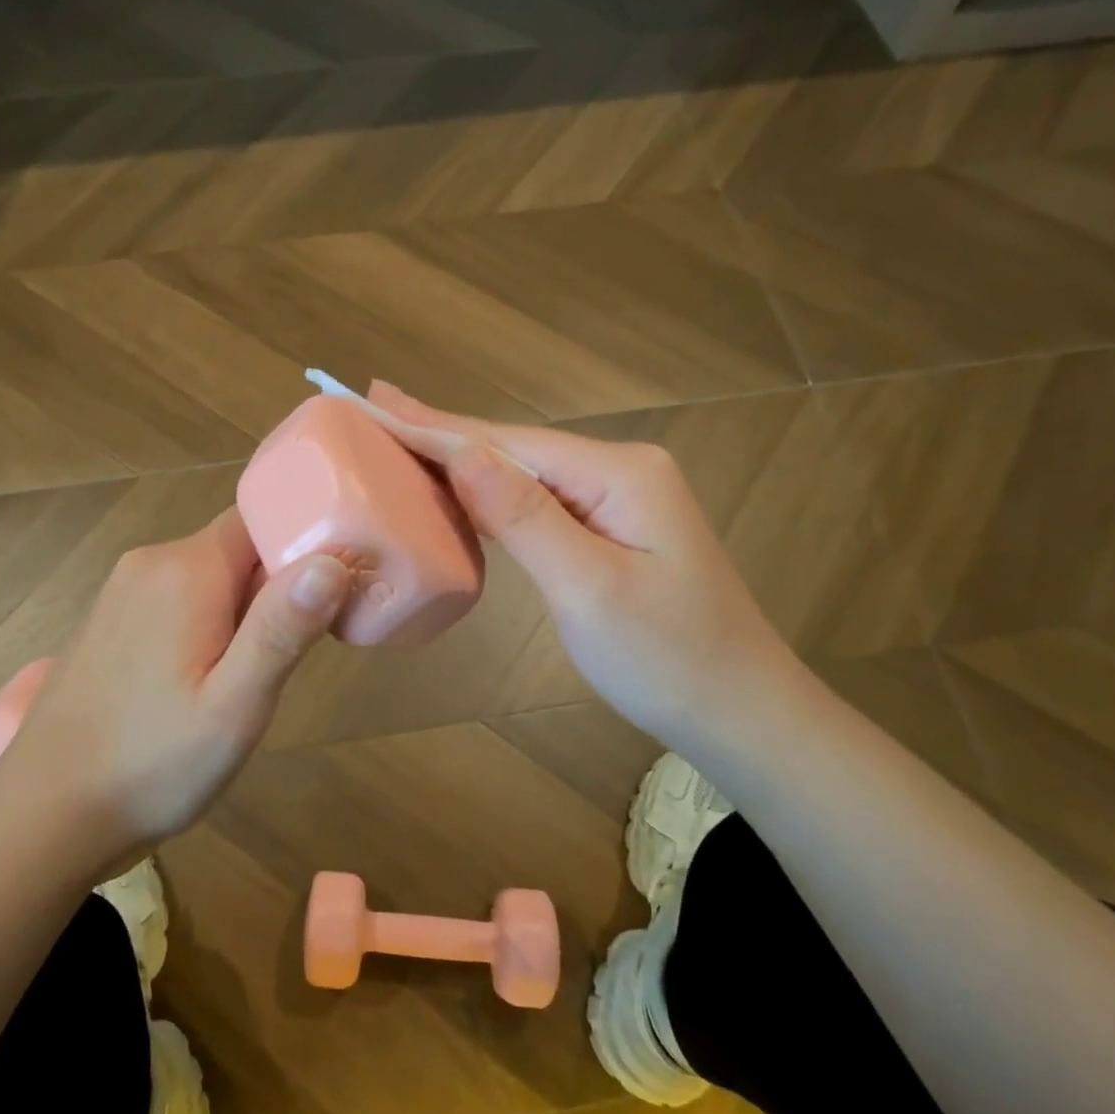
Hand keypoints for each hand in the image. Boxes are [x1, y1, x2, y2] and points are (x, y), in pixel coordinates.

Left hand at [0, 508, 351, 857]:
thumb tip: (332, 560)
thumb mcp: (235, 706)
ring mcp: (121, 592)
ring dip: (239, 614)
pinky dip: (204, 626)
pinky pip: (176, 601)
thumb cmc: (151, 764)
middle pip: (235, 550)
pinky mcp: (109, 622)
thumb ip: (283, 629)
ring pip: (208, 578)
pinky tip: (197, 685)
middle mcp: (149, 564)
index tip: (327, 601)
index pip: (260, 522)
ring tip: (242, 682)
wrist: (43, 816)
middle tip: (282, 661)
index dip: (300, 551)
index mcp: (185, 571)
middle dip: (271, 592)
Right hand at [367, 382, 795, 747]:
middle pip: (513, 448)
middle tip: (374, 406)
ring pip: (524, 473)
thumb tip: (462, 452)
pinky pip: (540, 501)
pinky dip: (491, 496)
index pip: (507, 443)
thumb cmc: (666, 659)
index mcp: (618, 473)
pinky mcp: (613, 528)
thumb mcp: (588, 589)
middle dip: (442, 432)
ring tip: (401, 437)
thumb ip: (524, 516)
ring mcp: (619, 498)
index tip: (374, 400)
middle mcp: (620, 469)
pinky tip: (459, 488)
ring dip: (462, 460)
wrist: (740, 713)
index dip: (436, 426)